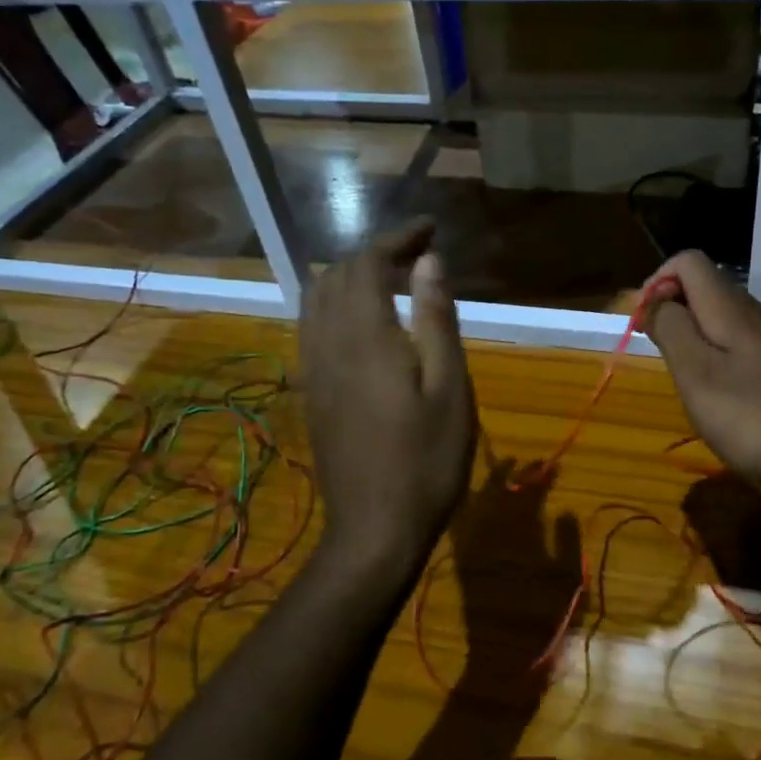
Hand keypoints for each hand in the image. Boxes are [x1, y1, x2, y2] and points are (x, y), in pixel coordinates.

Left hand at [300, 221, 475, 569]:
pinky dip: (336, 305)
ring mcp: (313, 370)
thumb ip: (435, 318)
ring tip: (392, 282)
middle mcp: (327, 343)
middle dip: (375, 254)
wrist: (374, 529)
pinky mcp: (312, 393)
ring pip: (316, 300)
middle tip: (419, 257)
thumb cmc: (426, 460)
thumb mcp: (448, 388)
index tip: (430, 230)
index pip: (367, 263)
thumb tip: (430, 261)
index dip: (397, 238)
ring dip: (351, 278)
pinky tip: (365, 324)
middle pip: (336, 275)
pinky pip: (312, 328)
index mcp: (364, 336)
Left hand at [448, 459, 582, 685]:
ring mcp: (472, 546)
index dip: (541, 476)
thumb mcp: (568, 581)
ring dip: (490, 483)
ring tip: (504, 471)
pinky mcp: (462, 561)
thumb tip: (564, 510)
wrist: (503, 660)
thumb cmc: (544, 620)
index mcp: (520, 534)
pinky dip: (468, 506)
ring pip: (477, 502)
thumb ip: (567, 541)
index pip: (529, 493)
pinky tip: (476, 499)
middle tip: (530, 463)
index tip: (553, 465)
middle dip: (515, 473)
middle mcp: (491, 533)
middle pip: (500, 491)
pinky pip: (461, 523)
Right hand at [642, 251, 760, 512]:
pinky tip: (711, 395)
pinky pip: (735, 346)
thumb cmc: (753, 417)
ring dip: (689, 335)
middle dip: (669, 309)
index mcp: (729, 307)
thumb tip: (652, 300)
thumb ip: (671, 329)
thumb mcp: (696, 373)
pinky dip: (711, 358)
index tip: (642, 324)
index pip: (688, 261)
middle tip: (655, 351)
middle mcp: (753, 315)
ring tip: (678, 375)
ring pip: (718, 318)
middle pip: (703, 287)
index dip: (657, 282)